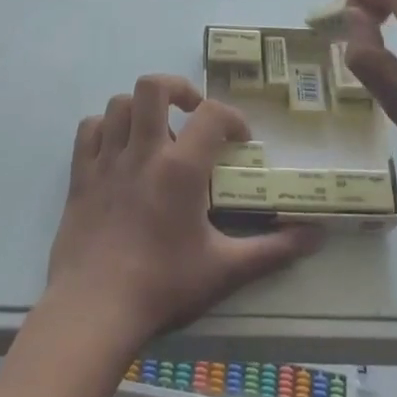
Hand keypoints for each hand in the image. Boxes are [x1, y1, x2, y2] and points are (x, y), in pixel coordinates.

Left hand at [45, 75, 320, 349]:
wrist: (94, 310)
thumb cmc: (163, 286)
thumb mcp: (225, 271)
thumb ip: (273, 251)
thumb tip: (316, 237)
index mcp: (180, 169)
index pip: (212, 114)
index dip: (231, 117)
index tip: (239, 138)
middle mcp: (142, 152)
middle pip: (153, 86)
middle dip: (177, 88)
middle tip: (191, 111)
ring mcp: (107, 160)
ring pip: (118, 103)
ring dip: (140, 108)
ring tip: (155, 131)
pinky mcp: (80, 175)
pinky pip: (88, 130)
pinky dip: (104, 128)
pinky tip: (117, 147)